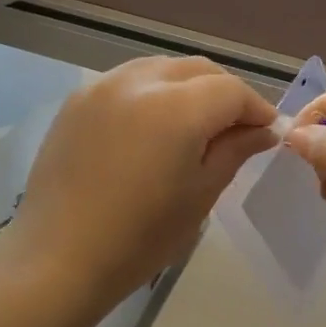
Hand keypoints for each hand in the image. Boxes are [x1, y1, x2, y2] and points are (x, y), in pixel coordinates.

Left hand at [9, 57, 276, 305]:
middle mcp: (140, 82)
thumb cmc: (140, 238)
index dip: (256, 108)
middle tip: (235, 128)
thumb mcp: (200, 195)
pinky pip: (128, 81)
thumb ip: (234, 151)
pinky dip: (152, 92)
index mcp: (177, 108)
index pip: (231, 90)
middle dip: (224, 92)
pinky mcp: (77, 100)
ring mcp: (102, 86)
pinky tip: (151, 126)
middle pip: (198, 70)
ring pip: (161, 69)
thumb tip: (263, 131)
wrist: (59, 258)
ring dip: (188, 87)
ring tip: (194, 124)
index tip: (266, 132)